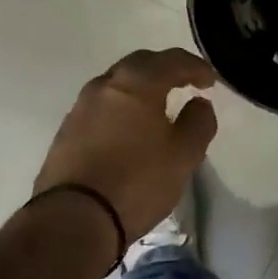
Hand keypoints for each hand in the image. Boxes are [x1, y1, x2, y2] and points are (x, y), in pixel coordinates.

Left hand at [34, 48, 219, 242]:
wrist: (73, 218)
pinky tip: (130, 128)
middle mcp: (106, 85)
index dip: (196, 67)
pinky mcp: (67, 130)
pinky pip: (102, 105)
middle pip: (141, 64)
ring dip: (141, 87)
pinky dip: (121, 107)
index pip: (172, 60)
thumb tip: (199, 103)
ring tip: (158, 106)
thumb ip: (198, 122)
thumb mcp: (183, 156)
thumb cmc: (137, 182)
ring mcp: (81, 106)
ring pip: (117, 83)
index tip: (210, 81)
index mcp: (137, 83)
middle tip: (185, 84)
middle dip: (165, 69)